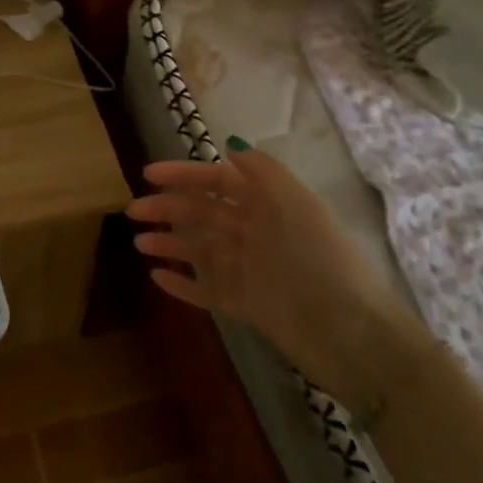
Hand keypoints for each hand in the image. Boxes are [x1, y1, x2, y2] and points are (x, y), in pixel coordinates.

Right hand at [127, 144, 429, 410]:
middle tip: (133, 211)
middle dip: (168, 208)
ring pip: (199, 250)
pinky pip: (206, 290)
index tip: (148, 175)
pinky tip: (158, 277)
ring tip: (139, 244)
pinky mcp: (244, 306)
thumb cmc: (320, 261)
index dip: (184, 175)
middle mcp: (255, 233)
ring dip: (169, 243)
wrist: (350, 335)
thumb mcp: (295, 205)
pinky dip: (182, 284)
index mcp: (268, 206)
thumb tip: (232, 147)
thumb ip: (263, 173)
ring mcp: (248, 271)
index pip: (217, 182)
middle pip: (203, 214)